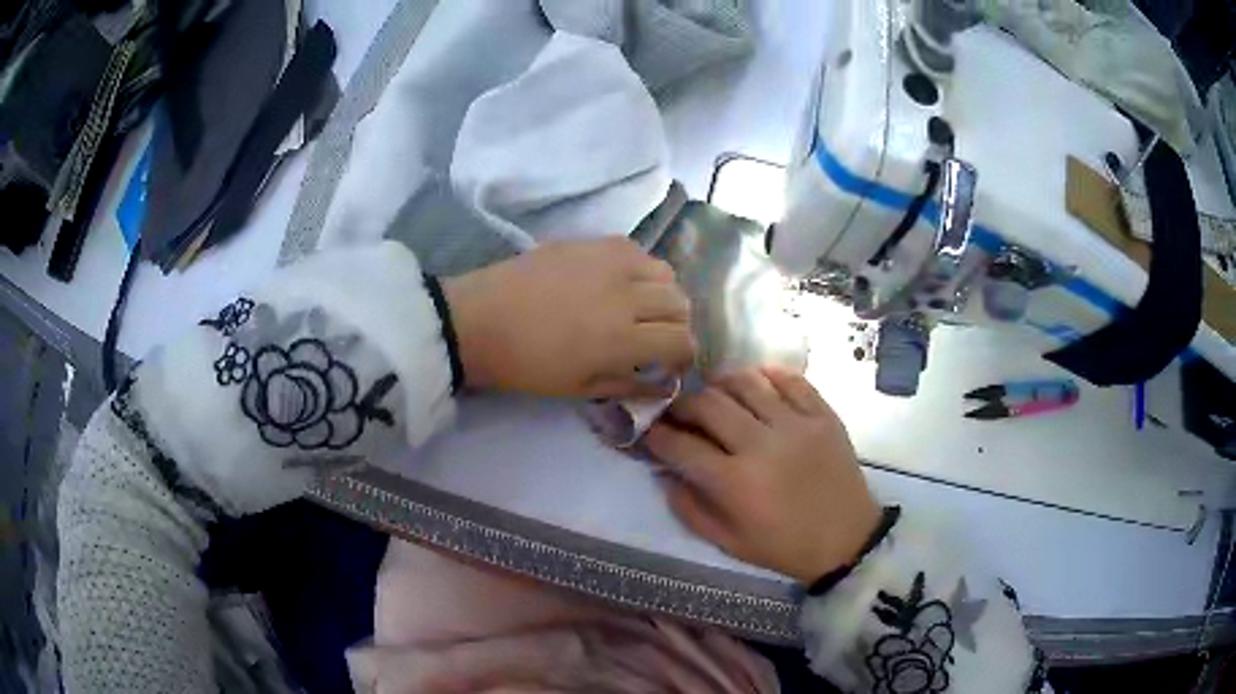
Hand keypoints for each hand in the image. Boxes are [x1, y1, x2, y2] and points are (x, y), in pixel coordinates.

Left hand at [443, 238, 695, 398]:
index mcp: (622, 338)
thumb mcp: (579, 388)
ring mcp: (609, 262)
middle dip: (678, 325)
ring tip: (643, 306)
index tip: (672, 364)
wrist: (478, 321)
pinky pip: (637, 250)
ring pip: (666, 272)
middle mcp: (626, 294)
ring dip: (664, 293)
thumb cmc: (525, 365)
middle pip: (680, 304)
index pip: (683, 341)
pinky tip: (622, 281)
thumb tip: (665, 386)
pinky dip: (641, 268)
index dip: (685, 356)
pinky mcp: (591, 242)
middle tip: (657, 337)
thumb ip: (629, 385)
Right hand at [644, 368, 880, 583]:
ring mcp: (796, 424)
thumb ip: (690, 509)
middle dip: (682, 403)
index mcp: (735, 482)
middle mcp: (762, 444)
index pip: (681, 446)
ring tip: (714, 392)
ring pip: (746, 383)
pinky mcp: (822, 414)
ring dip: (720, 383)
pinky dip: (768, 375)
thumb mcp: (729, 542)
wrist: (847, 539)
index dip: (657, 435)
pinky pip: (791, 380)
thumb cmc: (784, 546)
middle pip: (708, 403)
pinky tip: (757, 382)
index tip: (649, 431)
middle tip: (678, 411)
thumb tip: (664, 474)